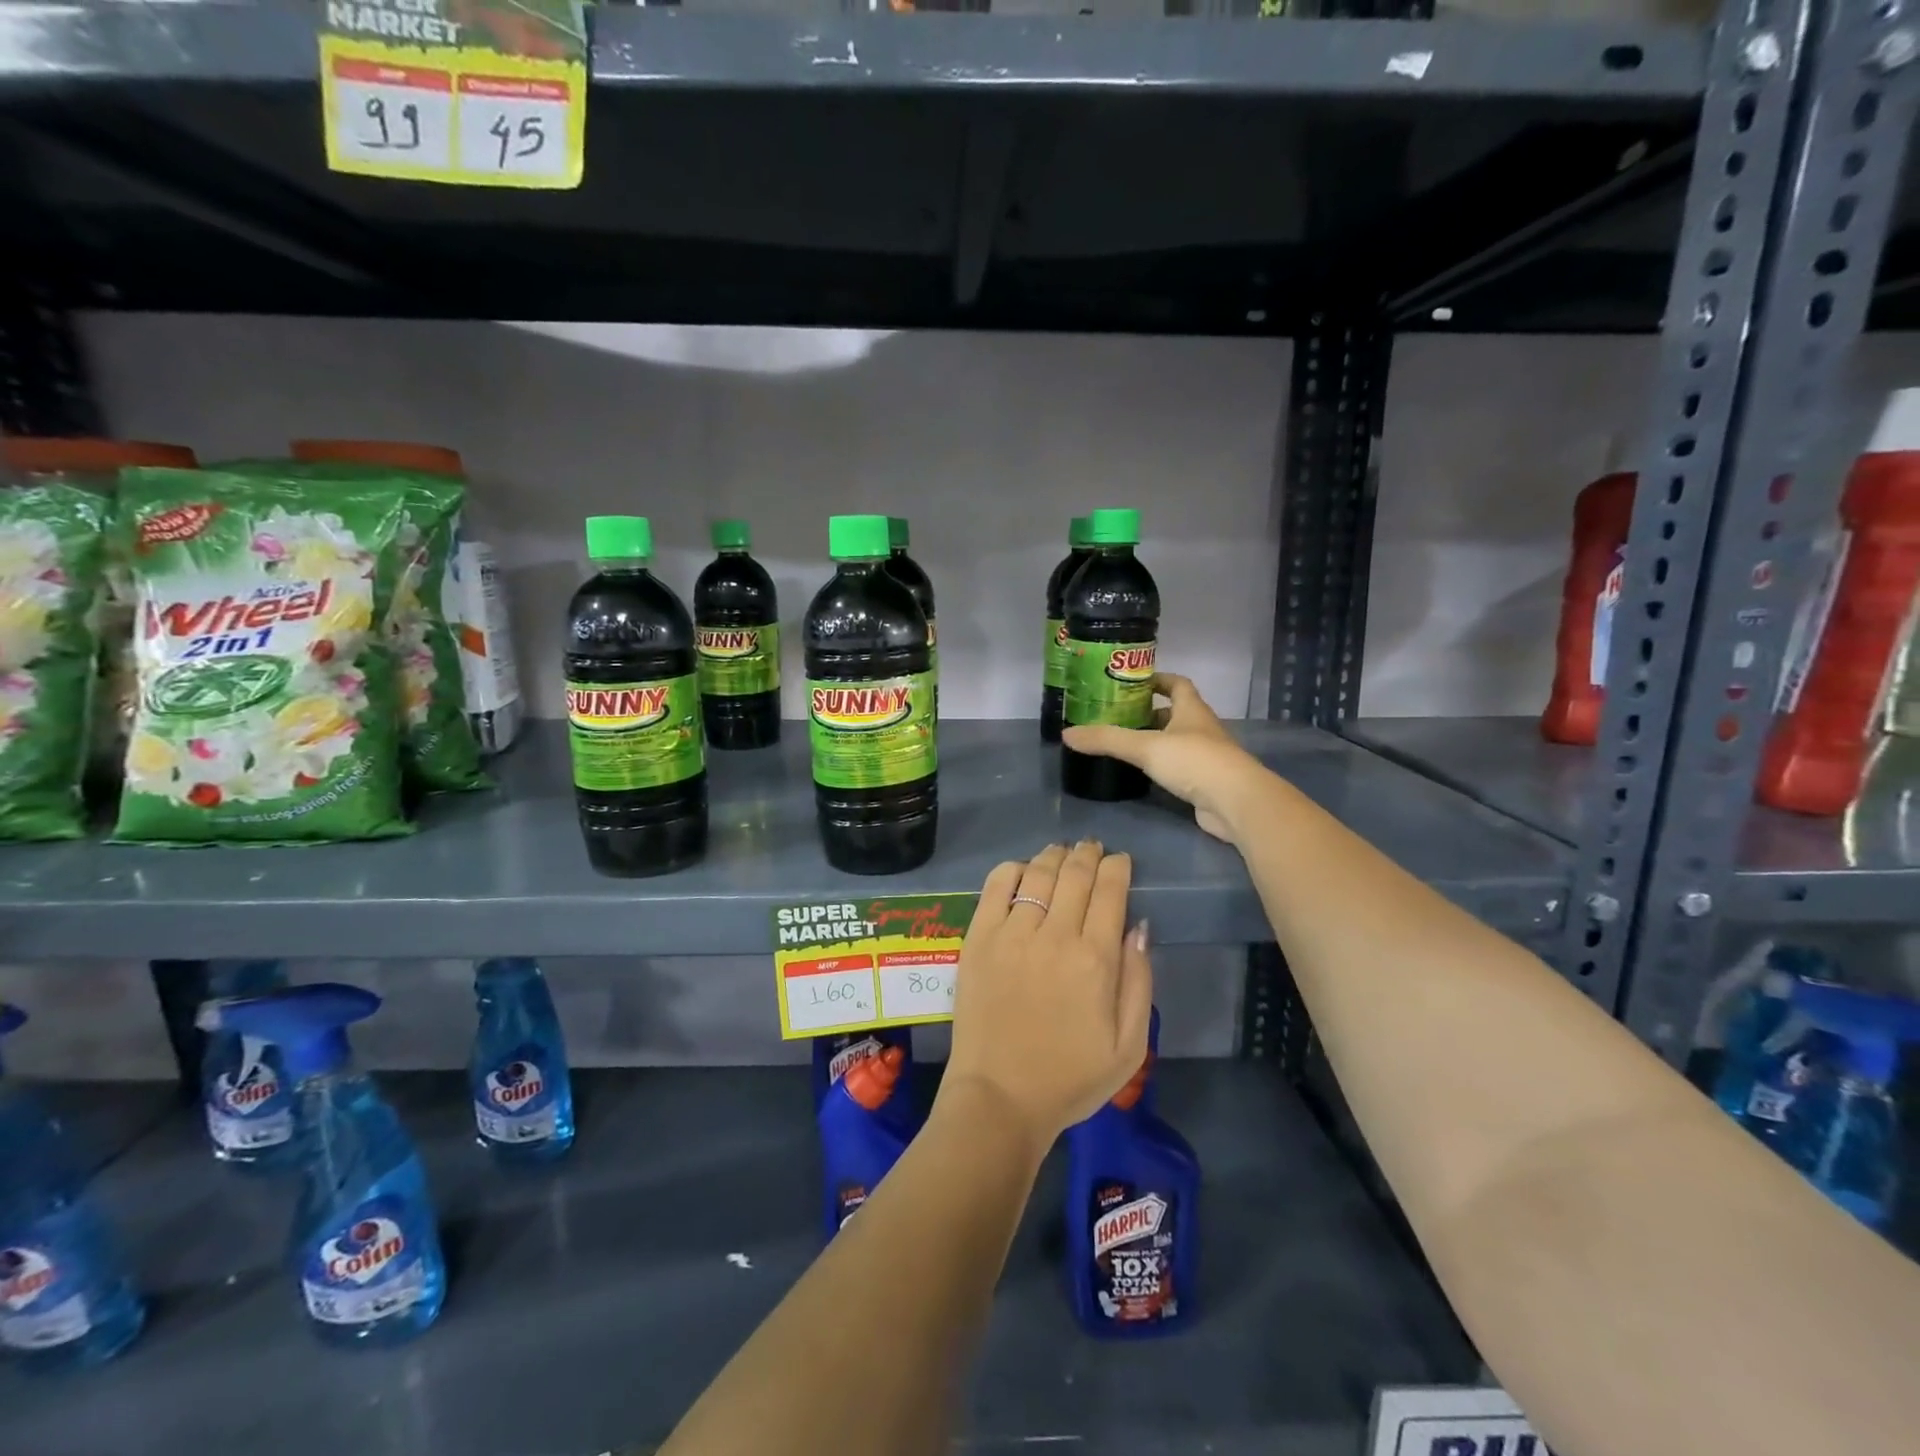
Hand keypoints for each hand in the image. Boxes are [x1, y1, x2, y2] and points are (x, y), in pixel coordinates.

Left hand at [940, 841, 1152, 1153]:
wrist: (1000, 1098)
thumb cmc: (1070, 1078)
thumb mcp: (1129, 1045)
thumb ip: (1139, 980)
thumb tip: (1138, 926)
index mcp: (1095, 959)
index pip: (1110, 891)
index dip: (1118, 868)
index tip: (1120, 861)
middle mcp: (1055, 936)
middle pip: (1075, 874)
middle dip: (1089, 854)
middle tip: (1093, 849)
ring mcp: (1011, 933)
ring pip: (1037, 874)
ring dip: (1054, 856)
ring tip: (1062, 852)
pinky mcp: (978, 938)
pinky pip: (995, 887)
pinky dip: (1012, 869)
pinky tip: (1022, 869)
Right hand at [1062, 673, 1260, 843]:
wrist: (1236, 802)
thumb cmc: (1193, 761)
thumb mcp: (1145, 747)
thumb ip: (1107, 740)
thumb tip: (1067, 735)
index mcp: (1192, 710)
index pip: (1177, 684)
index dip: (1158, 680)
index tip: (1134, 682)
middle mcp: (1201, 728)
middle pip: (1176, 713)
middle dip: (1150, 713)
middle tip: (1118, 717)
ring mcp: (1206, 756)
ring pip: (1177, 741)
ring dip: (1156, 741)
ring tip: (1125, 745)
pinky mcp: (1205, 782)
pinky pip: (1180, 767)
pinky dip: (1162, 767)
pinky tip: (1143, 775)